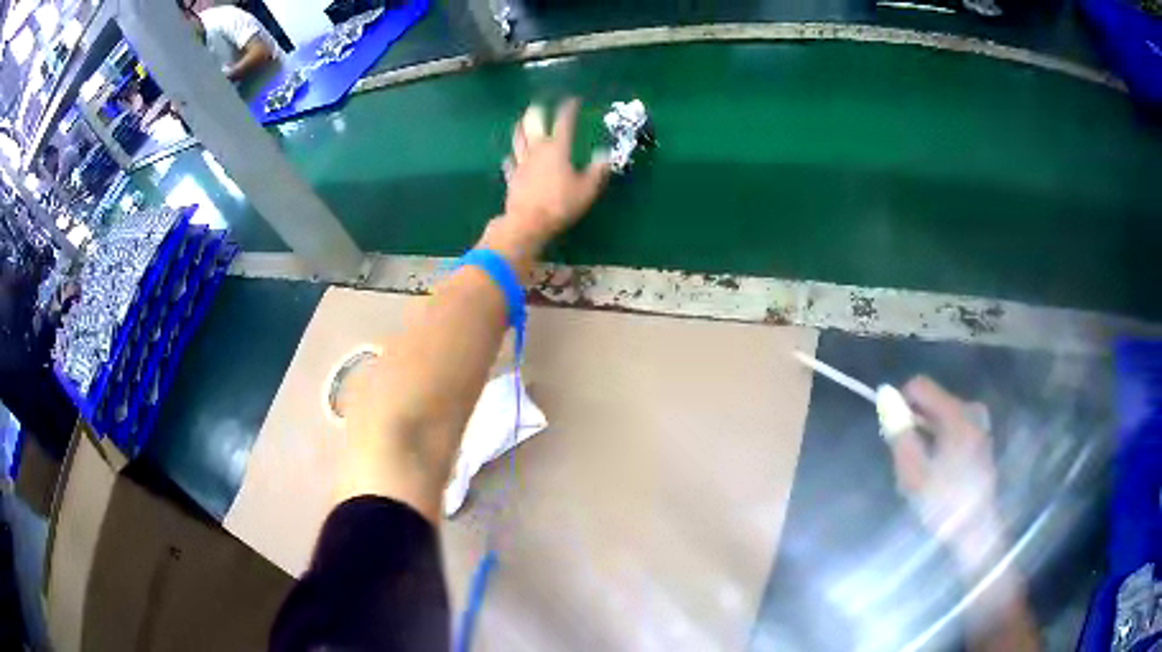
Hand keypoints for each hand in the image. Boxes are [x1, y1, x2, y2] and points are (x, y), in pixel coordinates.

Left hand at [499, 99, 609, 249]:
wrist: (528, 223)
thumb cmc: (561, 204)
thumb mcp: (587, 189)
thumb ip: (597, 170)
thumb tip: (605, 154)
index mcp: (557, 149)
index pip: (564, 123)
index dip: (568, 109)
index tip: (573, 100)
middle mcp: (537, 151)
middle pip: (533, 125)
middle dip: (537, 112)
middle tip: (539, 104)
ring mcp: (521, 164)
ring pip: (518, 140)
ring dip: (520, 128)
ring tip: (520, 121)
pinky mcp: (512, 178)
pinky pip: (510, 164)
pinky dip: (510, 158)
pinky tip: (509, 157)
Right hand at [890, 376, 1005, 574]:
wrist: (976, 529)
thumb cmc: (944, 501)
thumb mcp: (913, 472)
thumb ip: (899, 432)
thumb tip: (885, 397)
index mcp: (956, 413)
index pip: (919, 386)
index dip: (900, 402)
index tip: (892, 433)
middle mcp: (971, 410)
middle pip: (930, 403)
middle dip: (914, 427)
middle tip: (907, 463)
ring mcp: (979, 425)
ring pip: (939, 418)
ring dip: (925, 439)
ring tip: (922, 475)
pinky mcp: (981, 439)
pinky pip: (951, 429)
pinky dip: (939, 445)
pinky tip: (937, 475)